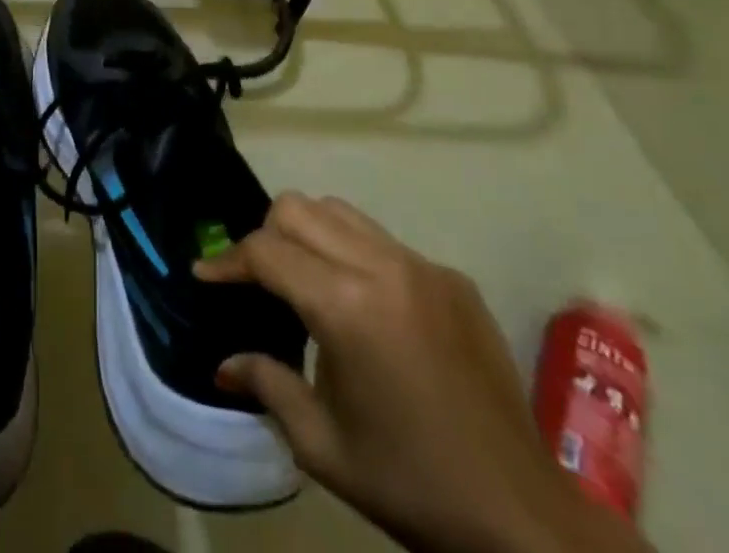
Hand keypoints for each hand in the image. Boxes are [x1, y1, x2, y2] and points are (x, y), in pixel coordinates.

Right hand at [196, 194, 647, 552]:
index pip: (266, 251)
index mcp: (347, 307)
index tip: (204, 275)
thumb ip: (266, 386)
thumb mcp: (323, 445)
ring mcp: (423, 267)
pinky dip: (355, 255)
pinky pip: (384, 241)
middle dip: (265, 235)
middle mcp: (383, 267)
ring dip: (309, 234)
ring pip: (340, 211)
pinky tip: (364, 305)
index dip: (228, 261)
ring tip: (302, 279)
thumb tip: (222, 364)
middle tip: (256, 279)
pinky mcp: (453, 279)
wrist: (524, 520)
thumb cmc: (411, 484)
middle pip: (299, 208)